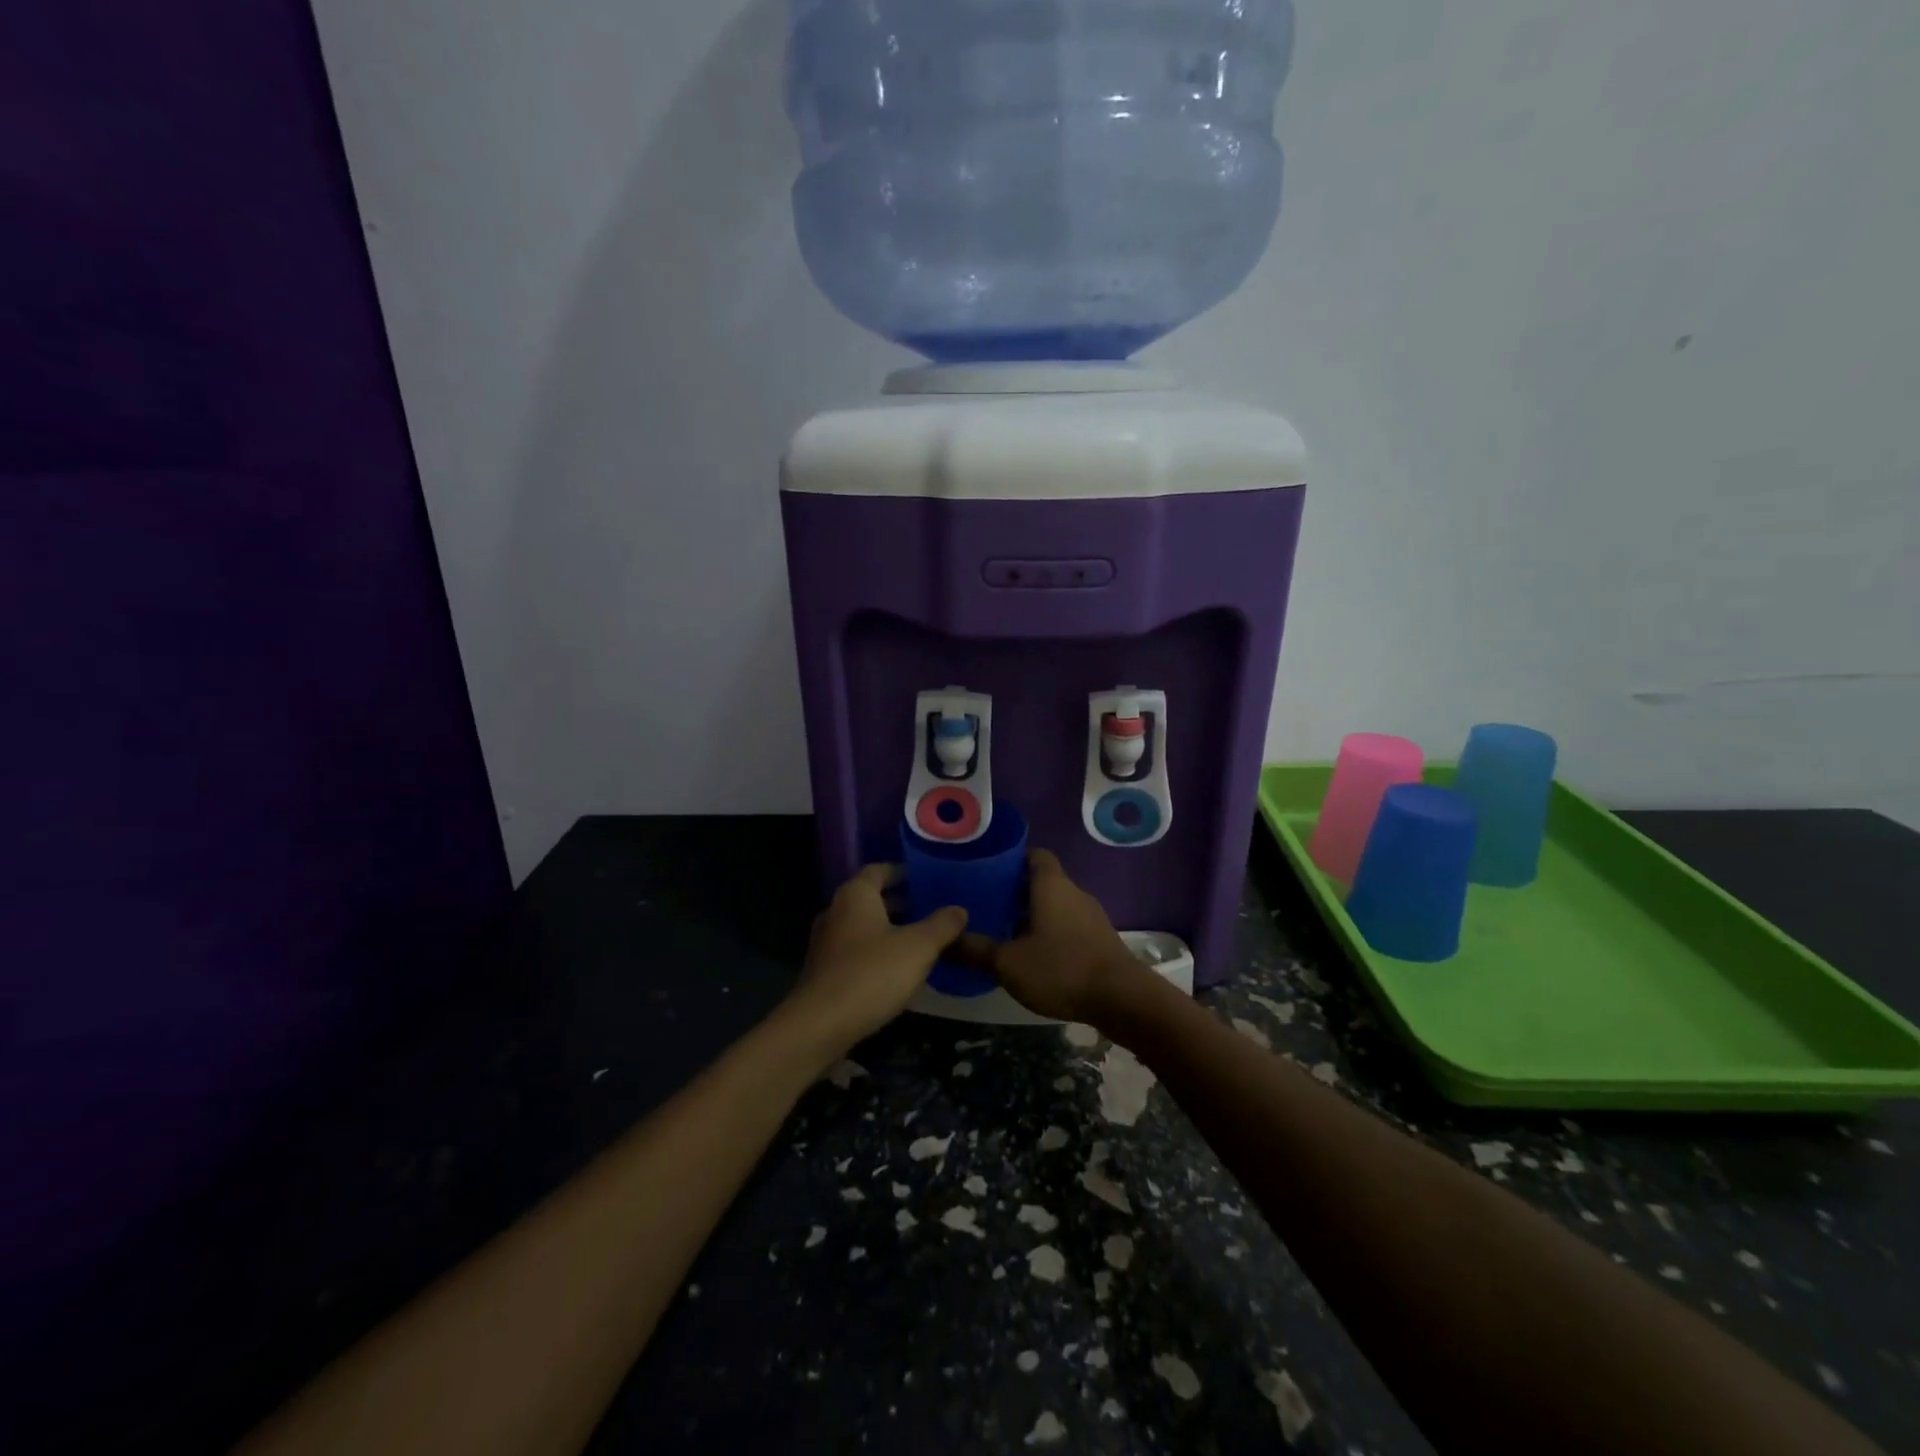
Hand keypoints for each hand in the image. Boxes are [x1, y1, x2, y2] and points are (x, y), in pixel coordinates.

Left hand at [783, 864, 966, 1058]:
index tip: (926, 880)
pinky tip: (896, 969)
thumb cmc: (872, 973)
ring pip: (862, 926)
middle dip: (899, 902)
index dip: (902, 872)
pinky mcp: (823, 971)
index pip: (879, 870)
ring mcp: (825, 942)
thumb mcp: (918, 947)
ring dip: (888, 929)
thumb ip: (941, 926)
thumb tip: (959, 909)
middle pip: (870, 898)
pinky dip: (875, 951)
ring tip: (919, 939)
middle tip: (930, 909)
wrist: (821, 1025)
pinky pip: (854, 950)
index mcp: (855, 895)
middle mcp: (835, 911)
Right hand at [955, 849, 1146, 1024]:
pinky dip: (1052, 933)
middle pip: (1044, 881)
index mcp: (1051, 885)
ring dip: (1035, 914)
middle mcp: (1074, 893)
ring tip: (1006, 931)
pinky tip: (1035, 956)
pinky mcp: (1101, 940)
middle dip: (1017, 891)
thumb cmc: (1061, 968)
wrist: (1122, 999)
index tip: (989, 869)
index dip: (1013, 858)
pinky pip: (1070, 926)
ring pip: (1057, 905)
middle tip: (988, 904)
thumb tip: (944, 941)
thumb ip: (976, 950)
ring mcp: (1091, 917)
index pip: (1035, 855)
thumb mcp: (1009, 963)